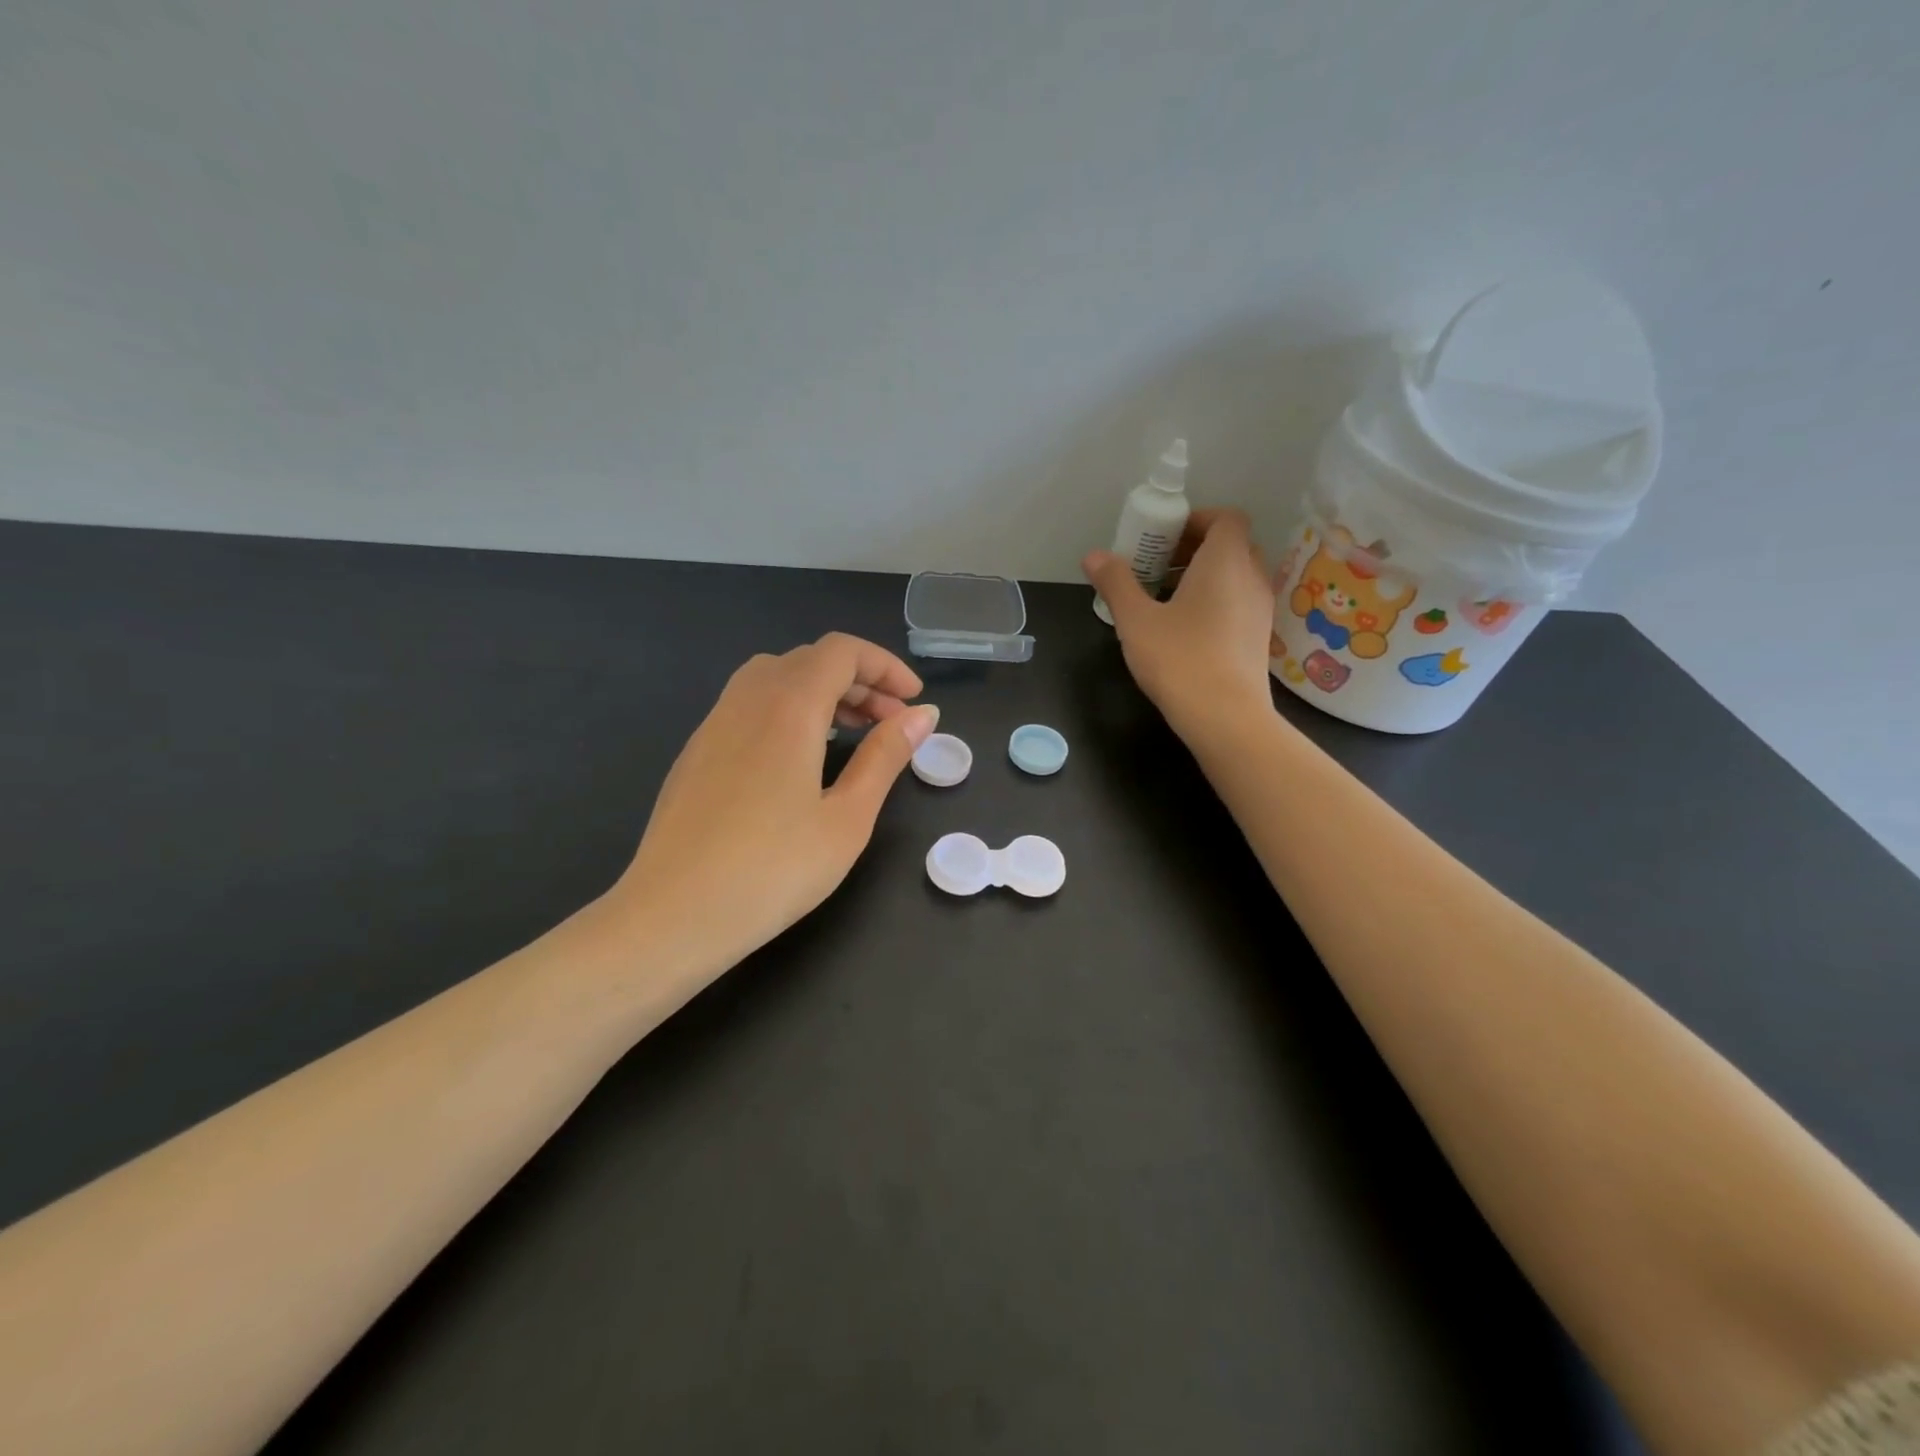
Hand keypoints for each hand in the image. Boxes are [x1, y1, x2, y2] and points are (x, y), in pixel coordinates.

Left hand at [610, 633, 938, 968]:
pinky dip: (787, 709)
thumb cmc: (773, 871)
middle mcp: (747, 700)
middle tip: (891, 723)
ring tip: (850, 733)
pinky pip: (749, 704)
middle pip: (809, 660)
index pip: (841, 651)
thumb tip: (922, 714)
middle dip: (859, 680)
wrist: (672, 916)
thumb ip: (885, 757)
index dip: (884, 666)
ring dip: (821, 692)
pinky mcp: (696, 752)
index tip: (913, 701)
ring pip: (774, 677)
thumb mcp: (847, 817)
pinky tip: (800, 757)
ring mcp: (713, 724)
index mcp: (788, 707)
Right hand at [1084, 509, 1277, 738]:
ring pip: (1235, 575)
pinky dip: (1214, 600)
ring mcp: (1260, 609)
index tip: (1162, 536)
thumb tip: (1094, 556)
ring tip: (1164, 596)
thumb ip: (1116, 583)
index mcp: (1226, 561)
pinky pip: (1238, 601)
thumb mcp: (1136, 620)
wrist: (1225, 718)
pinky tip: (1183, 627)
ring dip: (1203, 575)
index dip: (1195, 519)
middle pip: (1230, 545)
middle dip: (1194, 547)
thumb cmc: (1179, 659)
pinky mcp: (1258, 638)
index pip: (1225, 518)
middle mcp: (1251, 577)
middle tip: (1156, 564)